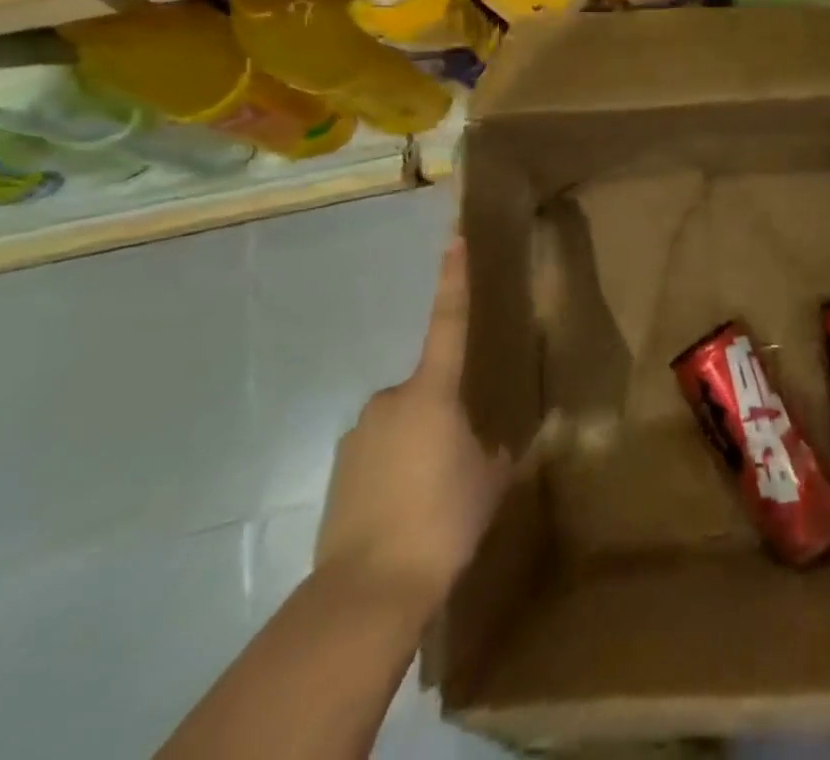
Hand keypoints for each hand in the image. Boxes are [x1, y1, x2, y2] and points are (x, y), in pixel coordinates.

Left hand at [315, 235, 512, 623]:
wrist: (367, 590)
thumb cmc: (442, 519)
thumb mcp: (487, 482)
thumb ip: (492, 454)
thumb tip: (488, 447)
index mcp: (433, 393)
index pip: (448, 323)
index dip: (453, 280)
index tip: (454, 238)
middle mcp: (390, 401)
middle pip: (427, 392)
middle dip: (444, 416)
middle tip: (459, 464)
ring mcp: (358, 435)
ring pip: (401, 426)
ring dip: (418, 447)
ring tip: (430, 499)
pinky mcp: (338, 471)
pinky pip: (378, 456)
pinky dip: (393, 473)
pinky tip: (402, 513)